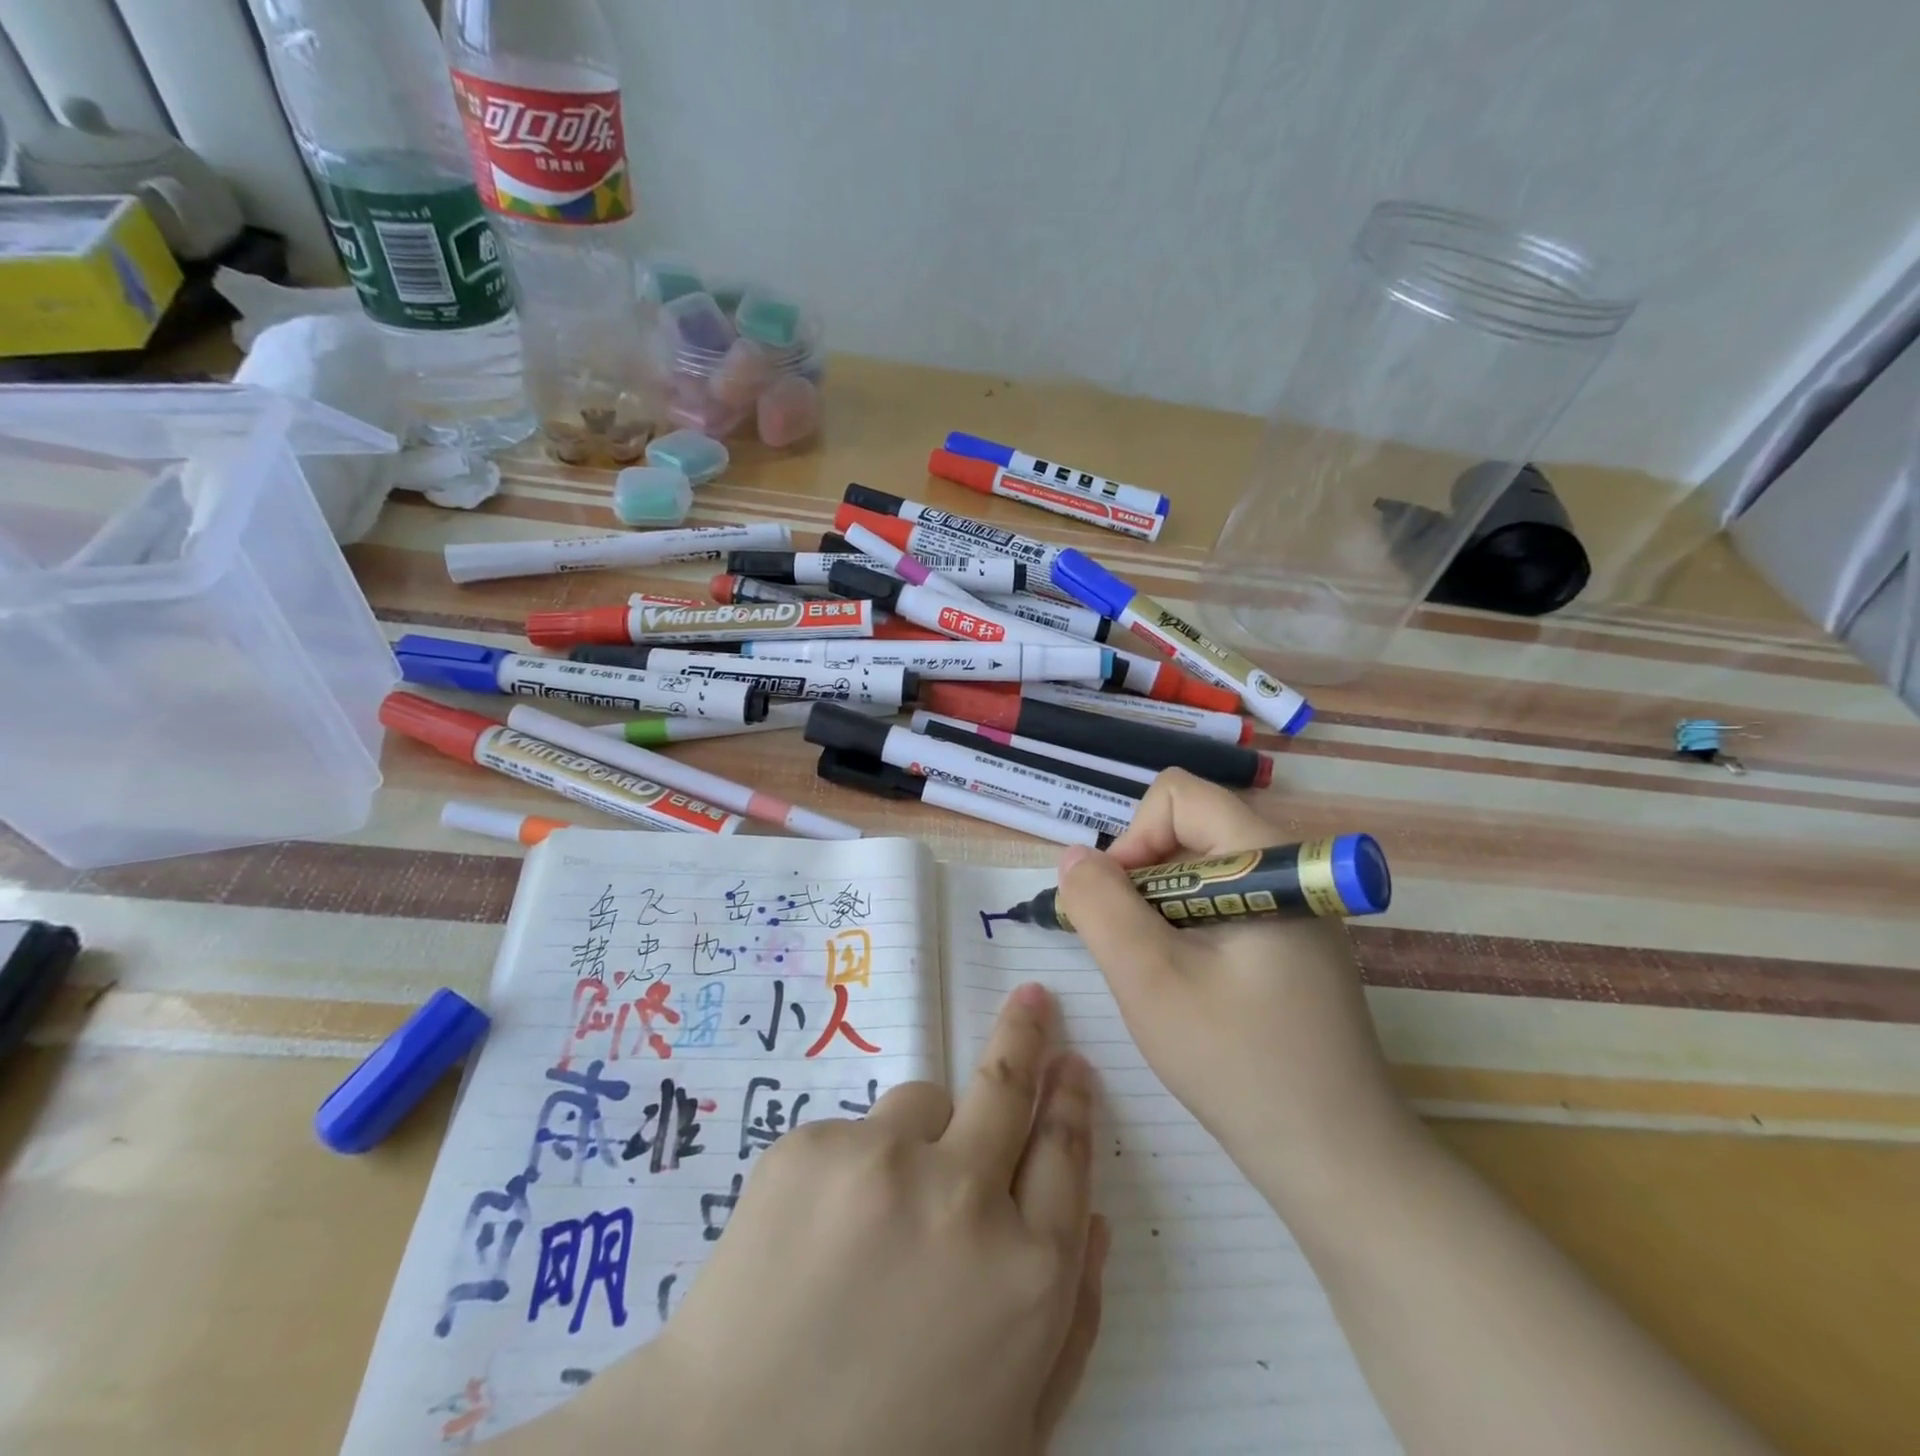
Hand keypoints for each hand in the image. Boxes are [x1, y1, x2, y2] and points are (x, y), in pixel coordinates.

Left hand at [518, 985, 1107, 1455]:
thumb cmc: (895, 1452)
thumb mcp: (1016, 1423)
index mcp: (1027, 1271)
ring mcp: (881, 1160)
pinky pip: (853, 1133)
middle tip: (1031, 999)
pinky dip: (853, 1167)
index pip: (1065, 1150)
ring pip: (921, 1103)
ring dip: (920, 1136)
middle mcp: (962, 1195)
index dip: (1072, 1099)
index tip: (1071, 1062)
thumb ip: (1072, 1322)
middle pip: (1007, 1085)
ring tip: (880, 1211)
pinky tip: (820, 1233)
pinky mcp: (810, 1146)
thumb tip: (1097, 1219)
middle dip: (1025, 1033)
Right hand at [1056, 770, 1415, 1216]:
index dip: (1134, 839)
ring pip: (1200, 869)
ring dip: (1159, 908)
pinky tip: (1187, 986)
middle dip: (1142, 878)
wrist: (1340, 1162)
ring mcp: (1296, 908)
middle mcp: (1288, 869)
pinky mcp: (1293, 942)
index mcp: (1268, 861)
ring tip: (1157, 974)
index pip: (1179, 796)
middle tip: (1131, 949)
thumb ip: (1101, 906)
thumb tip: (1074, 858)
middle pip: (1189, 829)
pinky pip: (1221, 903)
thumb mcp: (1150, 980)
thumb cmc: (1241, 1065)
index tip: (1119, 907)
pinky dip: (1185, 928)